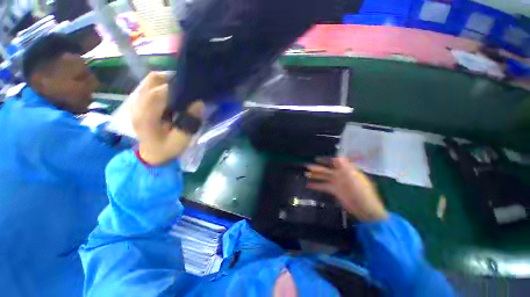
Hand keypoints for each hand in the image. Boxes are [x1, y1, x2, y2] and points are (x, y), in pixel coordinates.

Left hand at [130, 72, 203, 164]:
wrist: (151, 153)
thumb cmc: (167, 149)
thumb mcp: (181, 140)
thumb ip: (189, 123)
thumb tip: (198, 103)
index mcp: (146, 117)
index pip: (158, 93)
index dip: (176, 88)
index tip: (192, 89)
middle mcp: (137, 106)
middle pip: (153, 82)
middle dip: (173, 81)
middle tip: (189, 90)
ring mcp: (136, 102)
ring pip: (151, 81)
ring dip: (168, 81)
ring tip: (182, 90)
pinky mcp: (139, 102)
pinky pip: (150, 85)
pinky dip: (163, 84)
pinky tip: (173, 93)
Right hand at [306, 157, 387, 221]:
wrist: (364, 207)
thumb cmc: (361, 190)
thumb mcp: (354, 175)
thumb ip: (344, 165)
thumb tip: (337, 156)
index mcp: (346, 169)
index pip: (334, 161)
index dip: (325, 159)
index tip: (316, 159)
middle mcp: (340, 174)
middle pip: (326, 169)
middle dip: (317, 168)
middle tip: (307, 166)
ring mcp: (336, 183)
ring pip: (323, 177)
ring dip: (314, 175)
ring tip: (305, 174)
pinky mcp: (333, 191)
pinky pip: (322, 186)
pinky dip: (315, 185)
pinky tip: (307, 185)